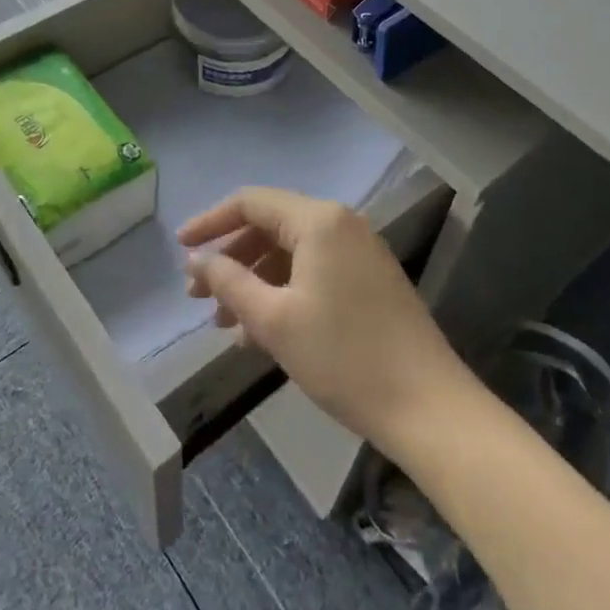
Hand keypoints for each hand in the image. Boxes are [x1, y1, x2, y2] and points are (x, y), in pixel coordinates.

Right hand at [180, 187, 473, 453]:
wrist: (429, 407)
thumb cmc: (343, 357)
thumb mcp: (274, 319)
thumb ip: (229, 281)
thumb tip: (196, 260)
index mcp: (318, 220)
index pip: (250, 203)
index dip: (210, 222)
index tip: (179, 248)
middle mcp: (341, 224)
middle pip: (270, 227)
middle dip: (231, 259)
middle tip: (199, 296)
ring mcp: (360, 252)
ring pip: (291, 253)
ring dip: (254, 281)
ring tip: (225, 324)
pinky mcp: (371, 280)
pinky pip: (314, 272)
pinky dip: (283, 293)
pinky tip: (262, 333)